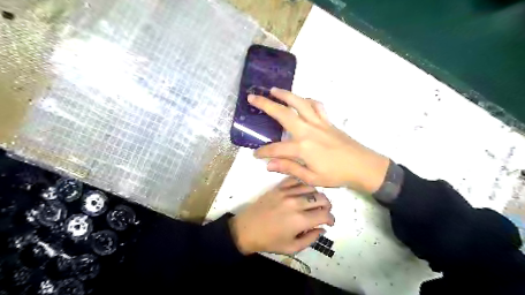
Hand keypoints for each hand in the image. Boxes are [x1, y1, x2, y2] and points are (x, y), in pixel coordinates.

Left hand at [231, 177, 335, 255]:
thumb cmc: (269, 241)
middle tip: (324, 211)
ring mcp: (286, 192)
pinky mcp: (278, 187)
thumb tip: (322, 229)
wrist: (247, 229)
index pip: (325, 214)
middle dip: (327, 205)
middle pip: (321, 198)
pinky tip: (302, 191)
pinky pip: (295, 180)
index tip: (329, 223)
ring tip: (314, 201)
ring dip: (316, 194)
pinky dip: (302, 184)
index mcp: (300, 220)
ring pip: (310, 187)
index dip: (331, 219)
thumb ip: (311, 239)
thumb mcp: (292, 247)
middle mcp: (296, 203)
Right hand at [248, 88, 388, 192]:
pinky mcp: (327, 121)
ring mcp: (318, 123)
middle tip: (252, 97)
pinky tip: (302, 100)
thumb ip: (289, 168)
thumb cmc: (336, 175)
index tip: (256, 155)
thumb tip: (269, 165)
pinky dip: (308, 100)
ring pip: (299, 103)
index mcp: (302, 147)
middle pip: (283, 114)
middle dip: (265, 105)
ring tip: (273, 90)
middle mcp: (308, 130)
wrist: (362, 166)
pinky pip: (317, 106)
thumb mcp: (311, 177)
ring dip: (285, 95)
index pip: (276, 149)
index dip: (264, 152)